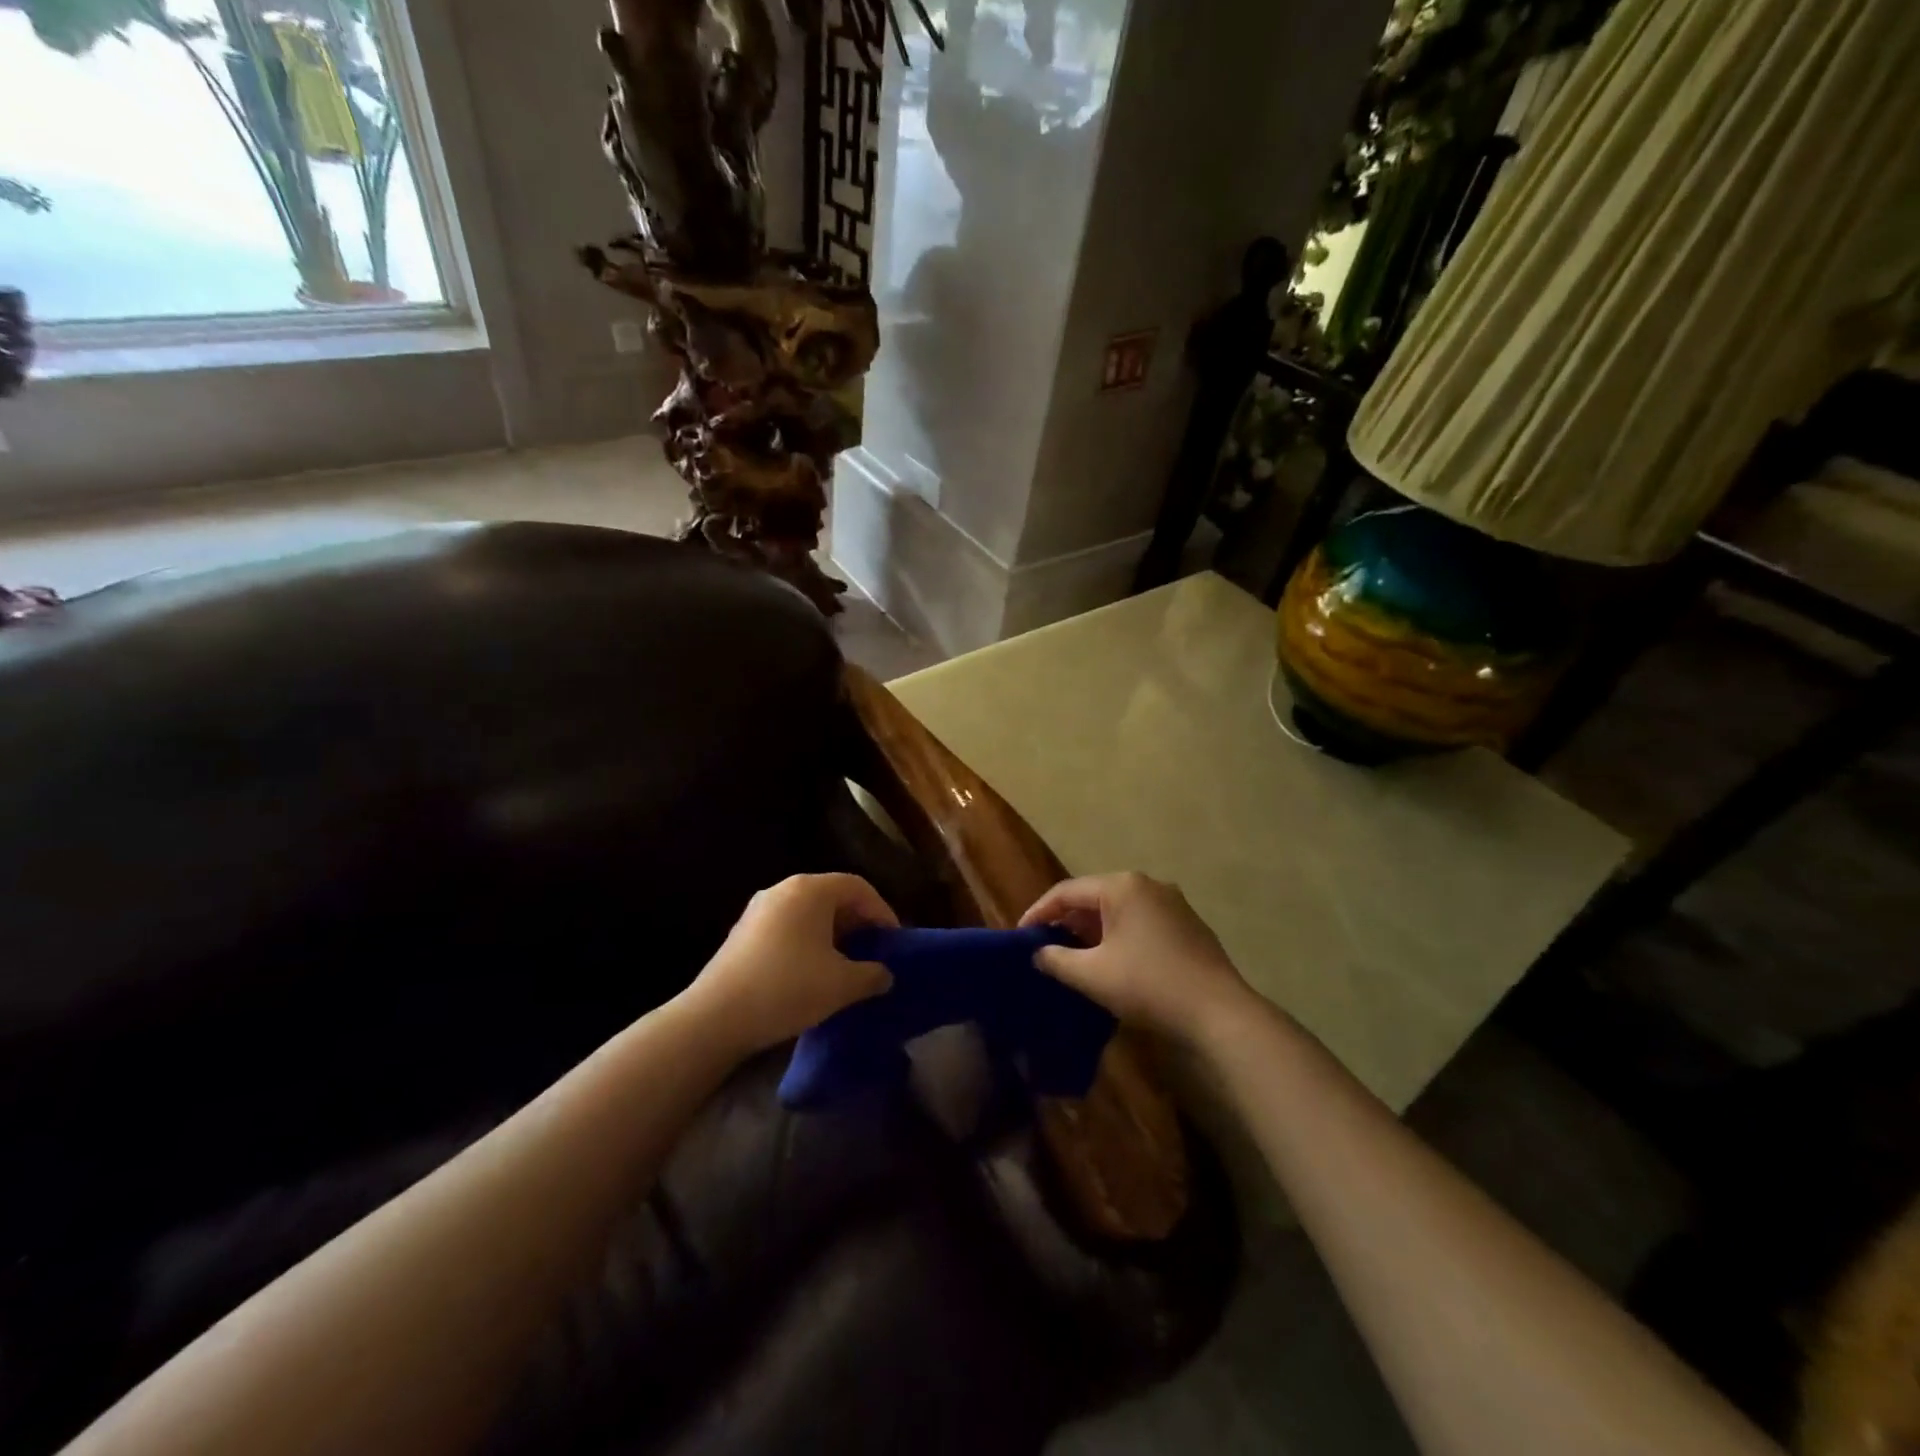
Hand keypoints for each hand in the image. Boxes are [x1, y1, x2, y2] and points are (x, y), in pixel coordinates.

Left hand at [686, 874, 897, 1056]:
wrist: (715, 1017)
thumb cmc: (787, 988)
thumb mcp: (842, 985)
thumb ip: (872, 975)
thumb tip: (885, 974)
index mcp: (810, 890)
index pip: (858, 887)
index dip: (882, 911)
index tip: (893, 941)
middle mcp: (783, 889)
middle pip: (832, 896)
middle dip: (858, 922)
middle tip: (873, 951)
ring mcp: (758, 909)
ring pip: (808, 913)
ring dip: (832, 934)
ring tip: (846, 964)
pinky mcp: (742, 932)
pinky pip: (787, 926)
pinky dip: (807, 941)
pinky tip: (812, 972)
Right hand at [1020, 872, 1252, 1045]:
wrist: (1219, 1013)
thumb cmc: (1148, 985)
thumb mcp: (1092, 975)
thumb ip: (1057, 959)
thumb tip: (1038, 953)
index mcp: (1121, 886)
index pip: (1066, 891)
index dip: (1038, 912)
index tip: (1019, 935)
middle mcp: (1147, 884)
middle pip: (1093, 897)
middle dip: (1066, 921)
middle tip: (1044, 946)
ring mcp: (1172, 903)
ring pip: (1118, 910)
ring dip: (1092, 931)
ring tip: (1072, 955)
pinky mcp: (1187, 924)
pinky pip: (1140, 922)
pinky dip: (1118, 936)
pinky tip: (1111, 961)